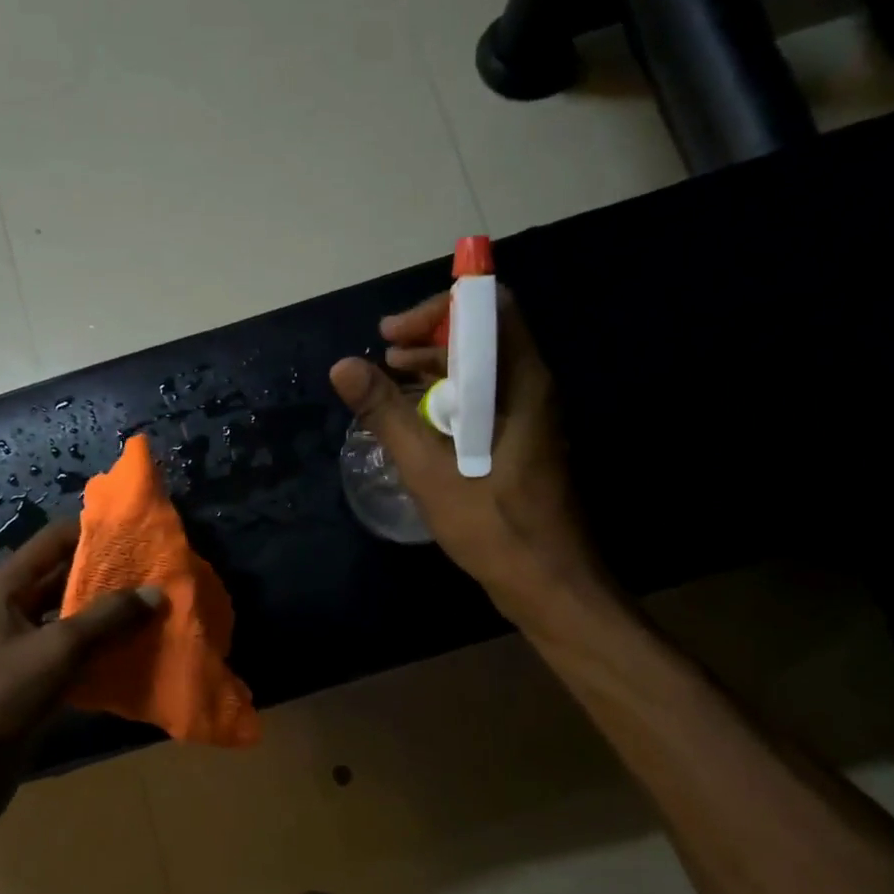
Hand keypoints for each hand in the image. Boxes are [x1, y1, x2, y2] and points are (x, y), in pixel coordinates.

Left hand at [0, 518, 162, 833]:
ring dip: (110, 617)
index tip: (139, 532)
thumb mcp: (57, 650)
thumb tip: (155, 591)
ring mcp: (21, 648)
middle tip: (160, 574)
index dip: (94, 531)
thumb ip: (107, 618)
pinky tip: (139, 653)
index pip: (54, 540)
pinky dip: (102, 652)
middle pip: (65, 579)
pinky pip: (73, 656)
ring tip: (159, 609)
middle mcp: (12, 610)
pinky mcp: (32, 683)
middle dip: (110, 576)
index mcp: (6, 588)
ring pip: (73, 620)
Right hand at [330, 287, 607, 624]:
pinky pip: (485, 399)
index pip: (489, 309)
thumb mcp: (429, 468)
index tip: (390, 335)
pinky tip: (416, 422)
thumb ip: (386, 413)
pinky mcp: (523, 441)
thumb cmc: (493, 524)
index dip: (437, 310)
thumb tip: (343, 367)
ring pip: (482, 369)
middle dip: (429, 337)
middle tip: (383, 358)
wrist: (550, 584)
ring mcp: (531, 416)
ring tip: (390, 383)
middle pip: (484, 335)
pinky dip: (448, 397)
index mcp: (520, 382)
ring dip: (436, 367)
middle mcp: (532, 388)